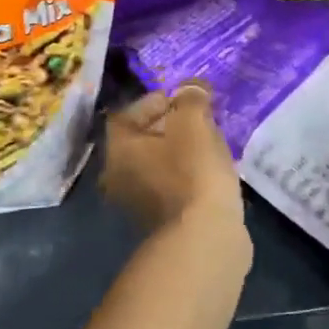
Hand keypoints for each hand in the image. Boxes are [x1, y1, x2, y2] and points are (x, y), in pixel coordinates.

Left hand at [101, 83, 244, 240]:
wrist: (205, 239)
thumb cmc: (192, 172)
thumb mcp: (194, 122)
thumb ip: (191, 97)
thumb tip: (192, 88)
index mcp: (117, 148)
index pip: (130, 111)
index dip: (159, 99)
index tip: (187, 99)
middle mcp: (117, 175)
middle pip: (143, 138)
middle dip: (172, 126)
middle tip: (202, 120)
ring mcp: (136, 204)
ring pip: (159, 164)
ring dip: (182, 152)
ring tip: (211, 145)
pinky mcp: (160, 223)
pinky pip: (172, 186)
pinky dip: (188, 176)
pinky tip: (211, 173)